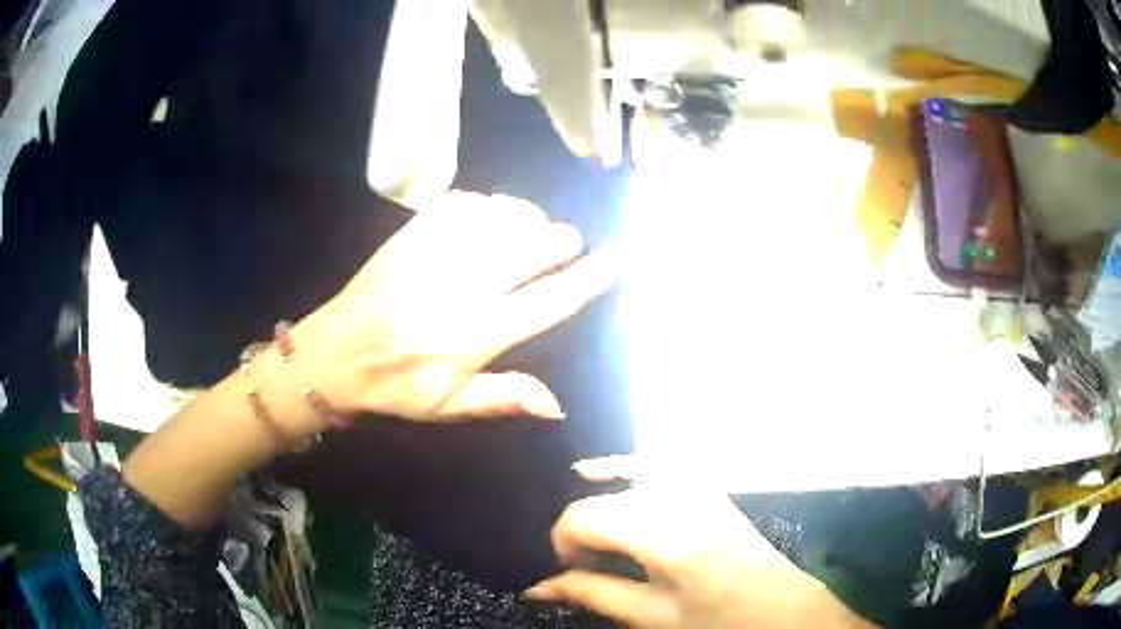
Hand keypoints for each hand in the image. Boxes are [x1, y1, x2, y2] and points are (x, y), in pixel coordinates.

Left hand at [294, 192, 617, 421]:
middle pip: (530, 248)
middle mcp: (461, 289)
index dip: (587, 279)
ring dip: (526, 217)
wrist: (332, 356)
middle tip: (567, 242)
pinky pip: (460, 203)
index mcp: (474, 335)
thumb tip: (558, 405)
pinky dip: (486, 203)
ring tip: (532, 227)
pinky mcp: (410, 236)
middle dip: (559, 239)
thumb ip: (502, 398)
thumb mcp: (447, 408)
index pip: (547, 302)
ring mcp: (433, 256)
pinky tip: (490, 213)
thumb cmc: (394, 387)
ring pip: (499, 218)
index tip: (614, 259)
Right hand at [525, 458, 877, 628]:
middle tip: (585, 562)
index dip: (563, 540)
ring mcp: (696, 484)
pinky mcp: (705, 483)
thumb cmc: (717, 619)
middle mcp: (679, 498)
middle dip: (581, 528)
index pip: (584, 516)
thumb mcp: (653, 616)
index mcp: (666, 536)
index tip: (568, 567)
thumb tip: (537, 587)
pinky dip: (622, 467)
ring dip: (599, 500)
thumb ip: (593, 593)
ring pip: (622, 474)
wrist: (779, 605)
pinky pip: (652, 462)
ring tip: (594, 533)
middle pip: (601, 497)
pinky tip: (601, 474)